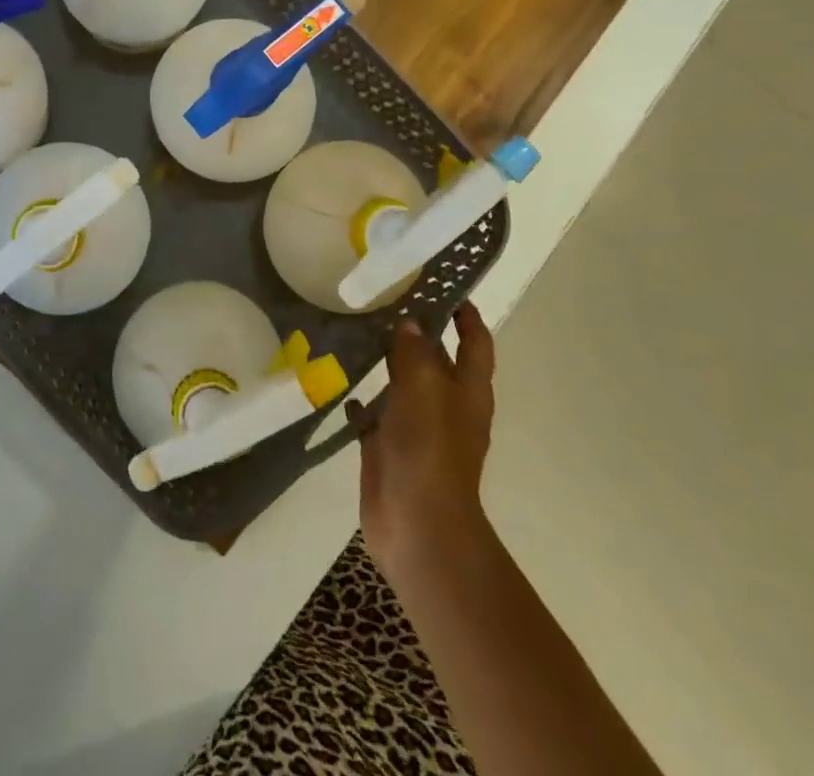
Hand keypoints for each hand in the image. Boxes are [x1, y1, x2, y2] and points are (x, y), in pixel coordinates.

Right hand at [350, 301, 495, 577]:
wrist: (418, 527)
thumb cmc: (430, 451)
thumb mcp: (425, 388)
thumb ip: (415, 351)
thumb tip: (409, 322)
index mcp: (467, 391)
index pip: (475, 342)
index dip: (465, 315)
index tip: (445, 286)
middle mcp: (445, 405)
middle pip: (435, 359)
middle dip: (417, 331)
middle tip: (384, 297)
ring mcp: (416, 428)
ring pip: (402, 383)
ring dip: (385, 360)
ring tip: (355, 328)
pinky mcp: (387, 448)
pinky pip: (373, 415)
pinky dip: (360, 398)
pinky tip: (338, 379)